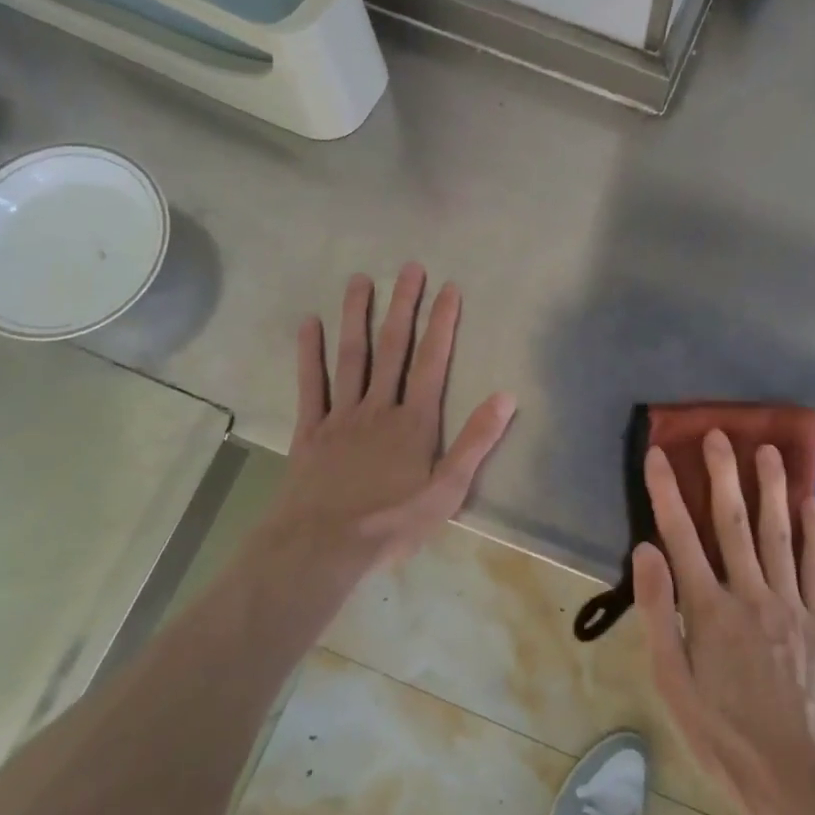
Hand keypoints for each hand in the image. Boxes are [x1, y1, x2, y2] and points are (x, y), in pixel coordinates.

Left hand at [261, 264, 515, 581]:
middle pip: (393, 348)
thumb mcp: (448, 490)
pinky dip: (309, 354)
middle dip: (403, 306)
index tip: (448, 288)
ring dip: (357, 317)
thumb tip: (506, 396)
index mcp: (414, 421)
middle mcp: (379, 407)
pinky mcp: (310, 431)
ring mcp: (341, 416)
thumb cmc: (392, 522)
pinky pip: (310, 385)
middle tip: (409, 268)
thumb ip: (476, 441)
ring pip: (351, 357)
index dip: (442, 324)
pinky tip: (309, 324)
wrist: (323, 546)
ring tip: (360, 280)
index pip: (432, 362)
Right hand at [633, 432, 814, 814]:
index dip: (666, 491)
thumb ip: (659, 613)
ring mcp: (791, 604)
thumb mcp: (673, 685)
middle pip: (732, 522)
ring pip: (778, 533)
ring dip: (771, 488)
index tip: (658, 454)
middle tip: (719, 434)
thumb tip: (645, 551)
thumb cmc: (724, 738)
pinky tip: (813, 502)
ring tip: (768, 450)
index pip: (680, 535)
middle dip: (722, 474)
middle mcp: (750, 594)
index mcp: (707, 610)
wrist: (800, 783)